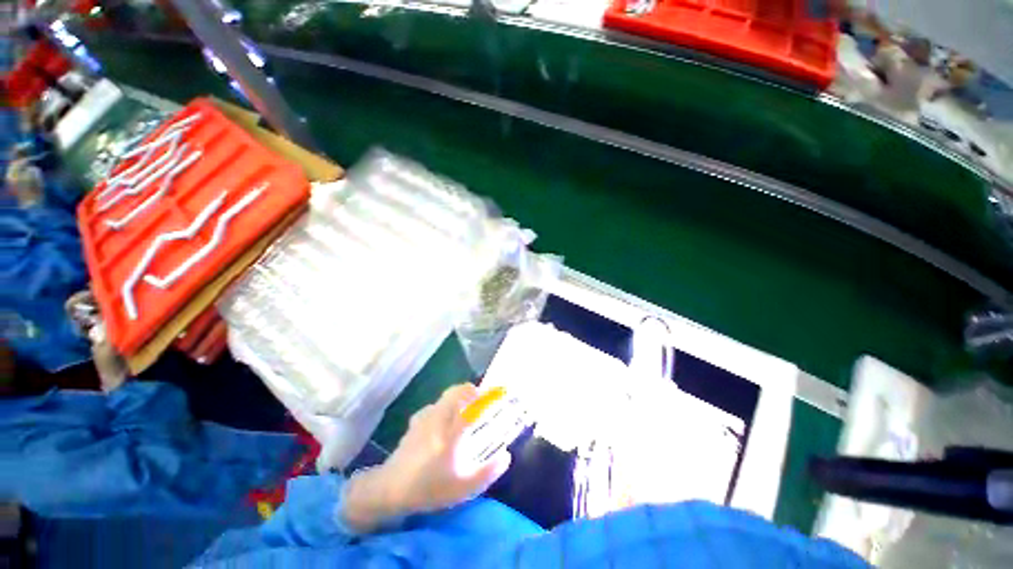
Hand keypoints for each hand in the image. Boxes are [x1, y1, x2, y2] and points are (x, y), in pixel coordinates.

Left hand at [342, 383, 511, 531]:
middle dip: (471, 391)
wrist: (389, 490)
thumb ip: (487, 472)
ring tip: (464, 412)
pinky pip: (436, 405)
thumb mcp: (462, 488)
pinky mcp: (416, 421)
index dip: (488, 398)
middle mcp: (439, 418)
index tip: (499, 395)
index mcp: (452, 432)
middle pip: (457, 391)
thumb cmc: (428, 488)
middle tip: (480, 401)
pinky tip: (444, 423)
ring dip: (458, 398)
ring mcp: (425, 417)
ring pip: (445, 397)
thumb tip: (506, 456)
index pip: (473, 406)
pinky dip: (445, 406)